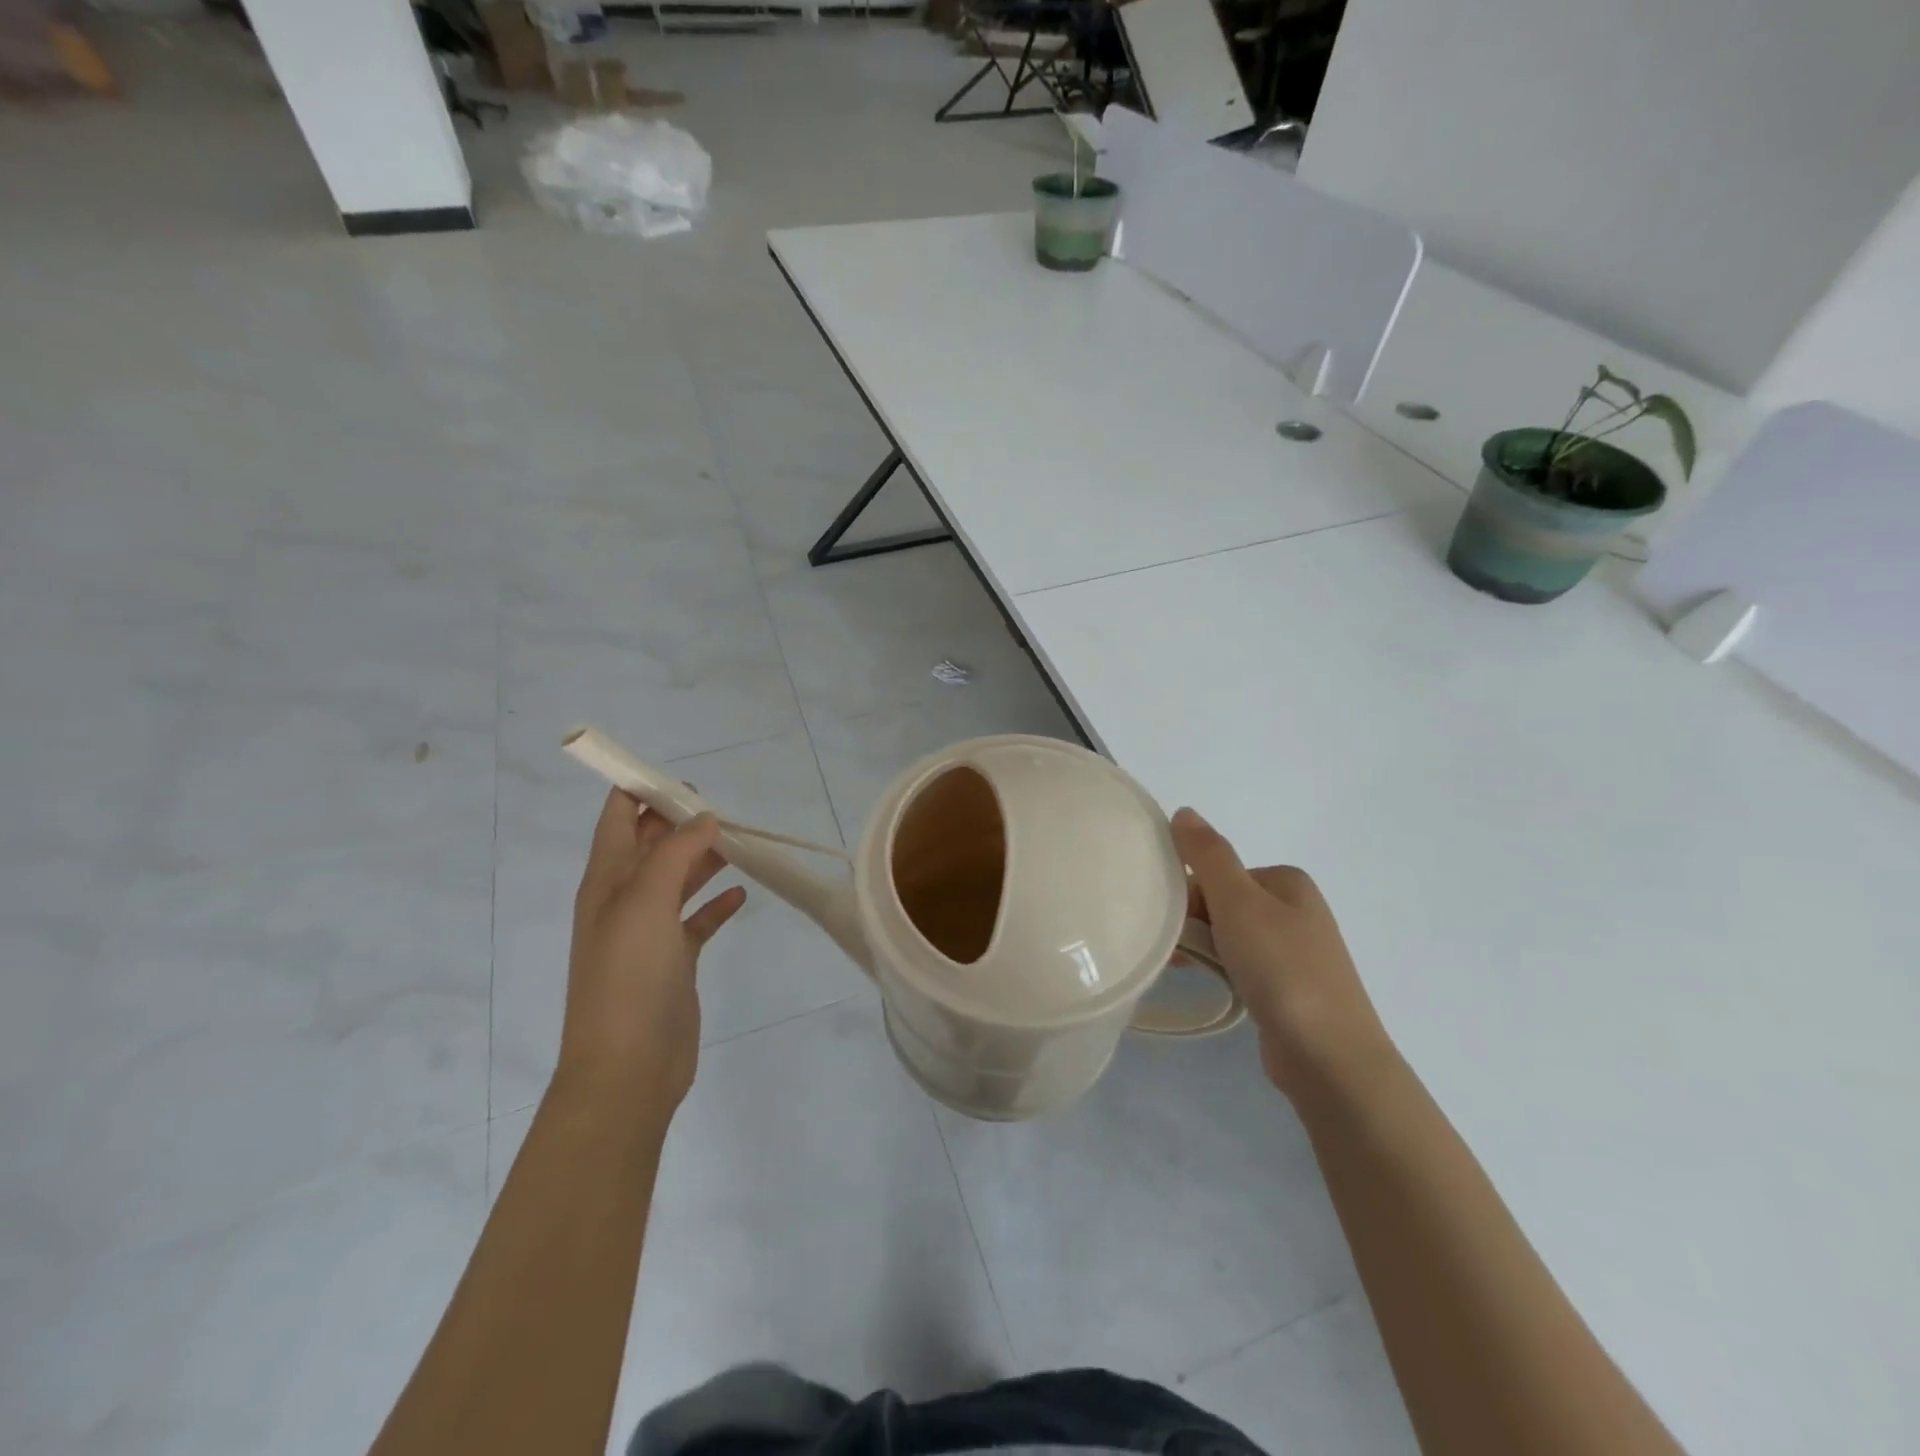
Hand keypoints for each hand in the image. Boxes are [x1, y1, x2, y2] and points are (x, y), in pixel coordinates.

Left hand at [559, 791, 746, 1108]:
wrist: (627, 1068)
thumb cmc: (629, 977)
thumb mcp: (646, 902)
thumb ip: (674, 852)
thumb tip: (703, 817)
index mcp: (606, 880)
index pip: (618, 817)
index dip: (644, 789)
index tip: (686, 778)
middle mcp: (624, 900)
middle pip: (652, 844)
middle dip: (681, 821)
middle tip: (722, 807)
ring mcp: (649, 932)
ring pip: (678, 879)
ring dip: (704, 858)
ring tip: (739, 841)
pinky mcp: (674, 960)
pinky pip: (698, 920)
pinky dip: (717, 904)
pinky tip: (742, 895)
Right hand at [1171, 807, 1393, 1100]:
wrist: (1330, 1057)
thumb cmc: (1283, 969)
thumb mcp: (1238, 902)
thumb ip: (1208, 855)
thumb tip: (1184, 811)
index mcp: (1287, 881)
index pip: (1218, 873)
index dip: (1188, 894)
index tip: (1173, 923)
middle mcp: (1295, 910)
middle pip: (1222, 902)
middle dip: (1194, 924)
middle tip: (1176, 952)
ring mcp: (1295, 951)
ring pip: (1229, 936)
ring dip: (1203, 949)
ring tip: (1182, 971)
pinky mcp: (1289, 988)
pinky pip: (1241, 966)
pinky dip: (1220, 971)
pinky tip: (1208, 986)